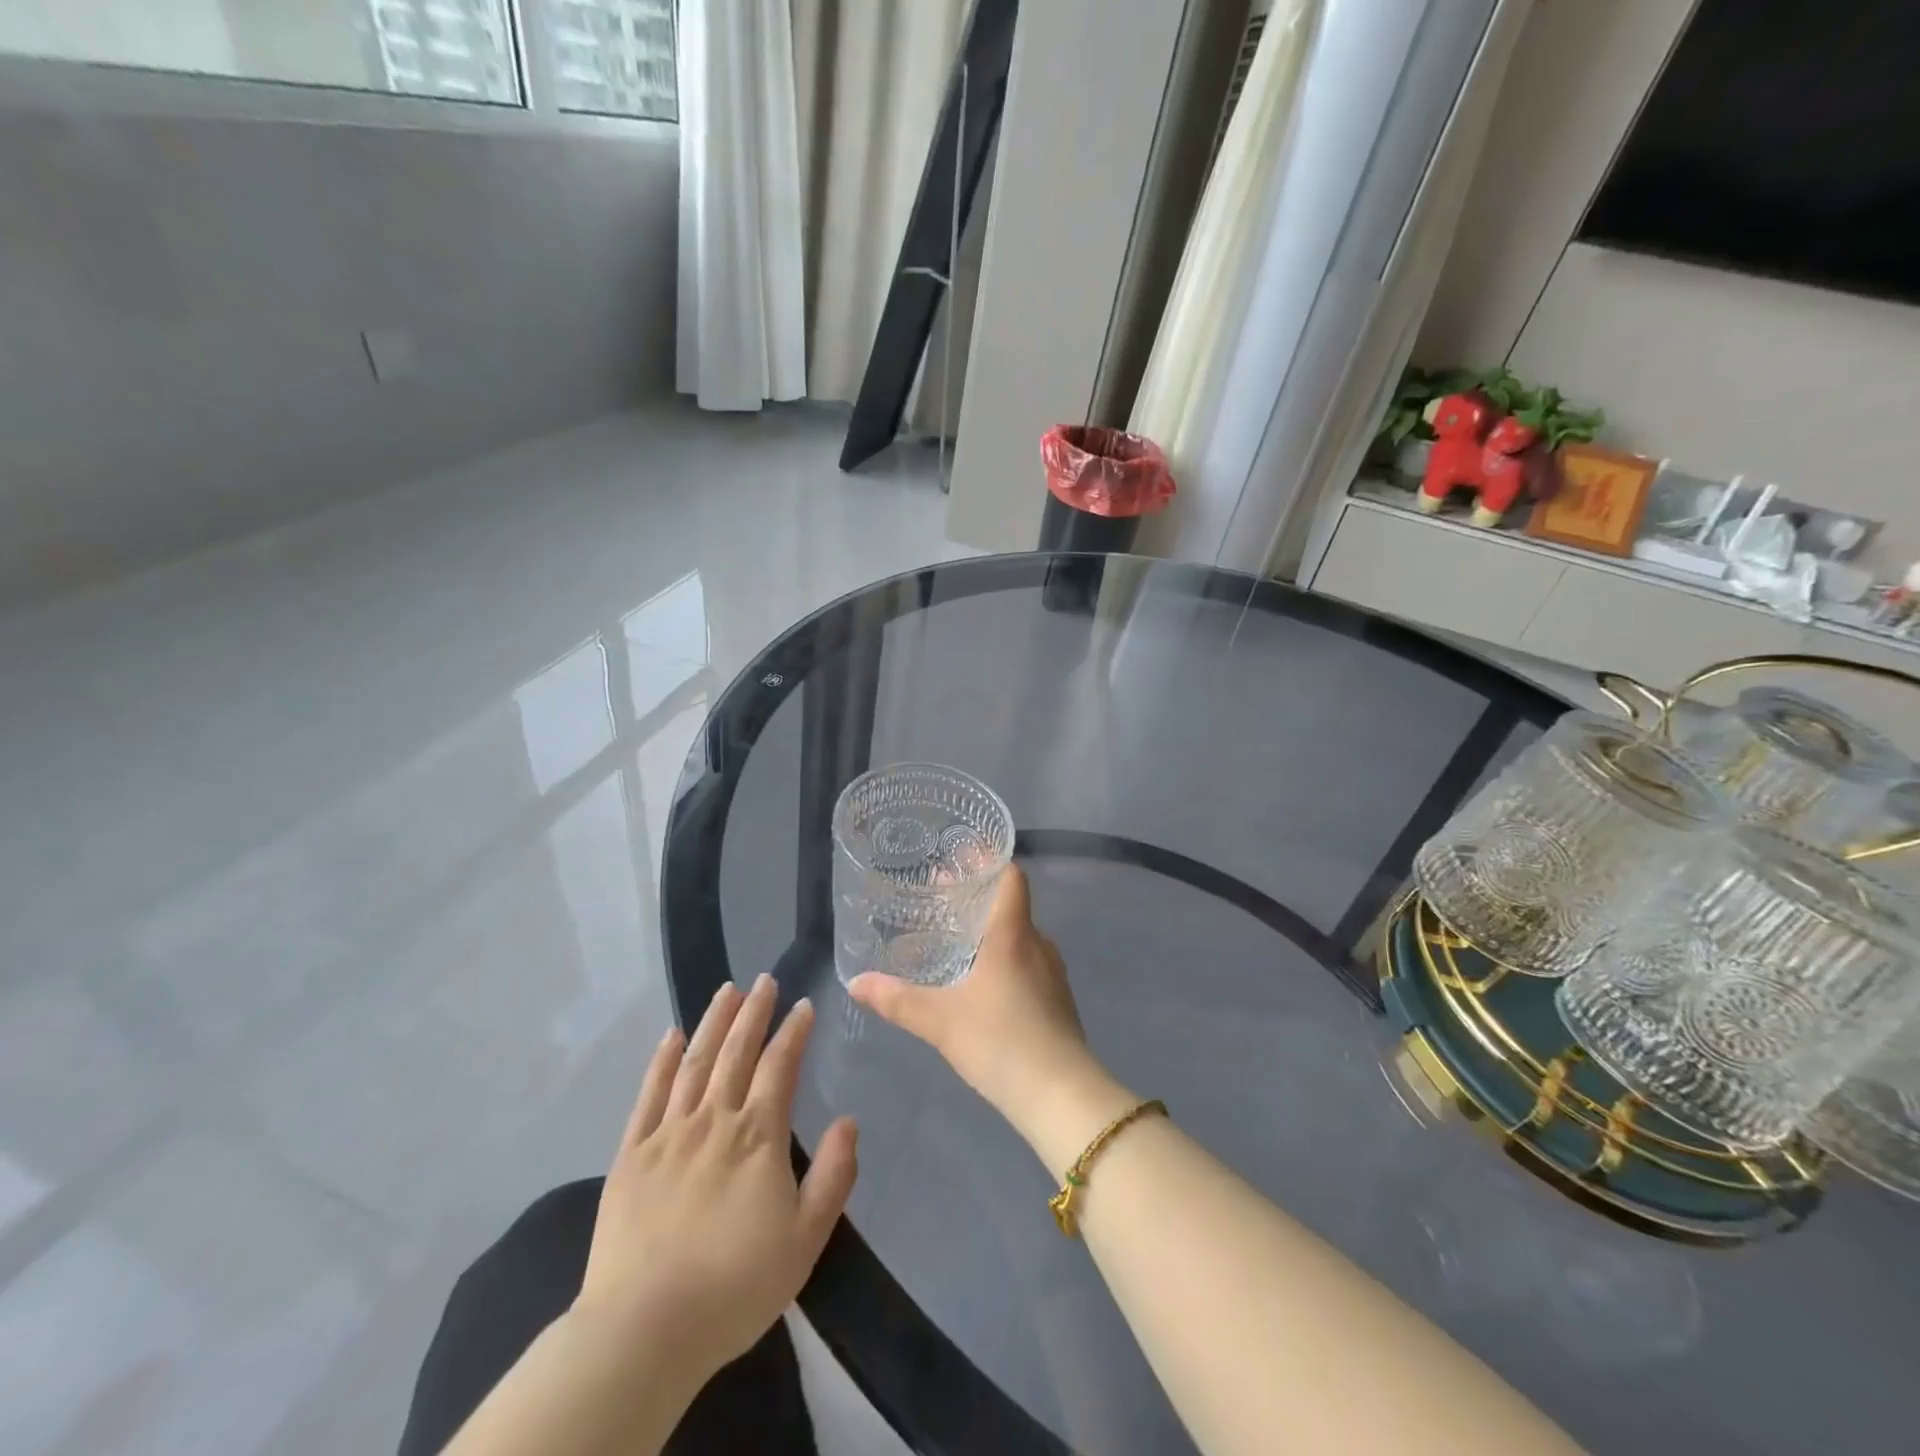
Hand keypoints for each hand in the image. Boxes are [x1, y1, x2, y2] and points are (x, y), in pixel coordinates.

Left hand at [575, 975, 857, 1385]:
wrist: (645, 1330)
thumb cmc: (736, 1285)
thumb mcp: (807, 1238)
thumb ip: (834, 1174)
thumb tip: (849, 1120)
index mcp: (758, 1135)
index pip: (779, 1066)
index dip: (793, 1032)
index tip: (803, 1005)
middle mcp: (714, 1120)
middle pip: (736, 1052)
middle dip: (754, 1012)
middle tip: (764, 979)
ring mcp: (669, 1133)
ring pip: (695, 1062)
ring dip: (713, 1022)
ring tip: (726, 990)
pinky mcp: (631, 1154)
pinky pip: (649, 1095)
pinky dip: (662, 1061)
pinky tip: (670, 1036)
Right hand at [848, 866, 1094, 1123]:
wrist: (1060, 1095)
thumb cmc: (1000, 1041)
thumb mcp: (940, 1020)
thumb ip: (897, 1000)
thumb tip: (855, 982)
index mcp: (1013, 934)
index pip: (1011, 877)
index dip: (988, 862)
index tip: (960, 858)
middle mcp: (1038, 944)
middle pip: (1011, 906)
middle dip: (978, 900)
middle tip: (941, 901)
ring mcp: (1053, 973)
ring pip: (1020, 938)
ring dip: (991, 934)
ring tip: (956, 943)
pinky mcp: (1058, 1001)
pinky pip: (1029, 964)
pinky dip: (1005, 961)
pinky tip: (982, 984)